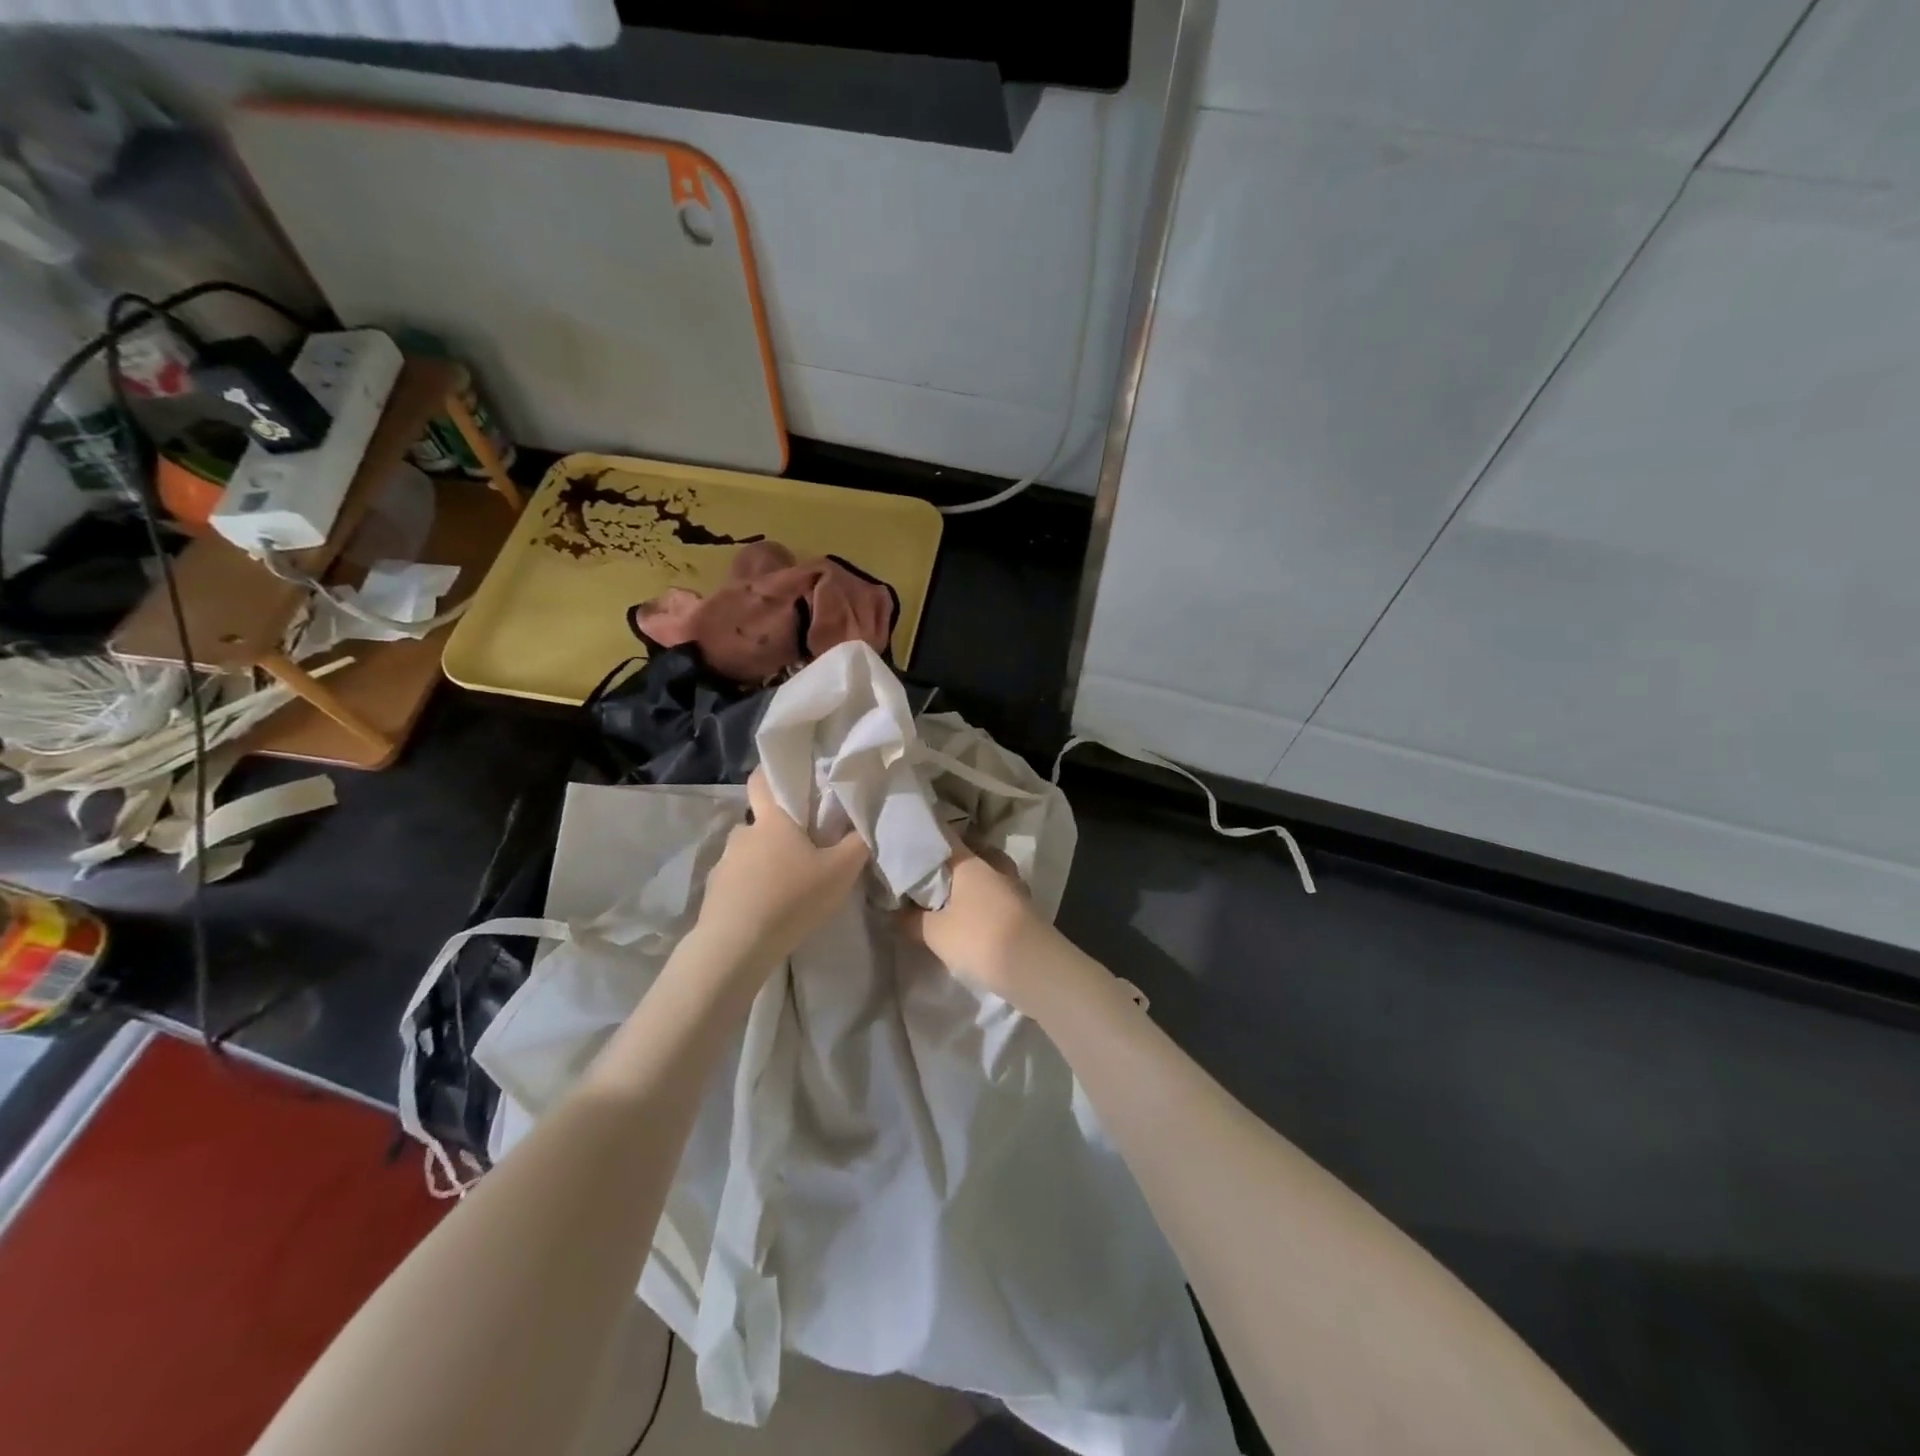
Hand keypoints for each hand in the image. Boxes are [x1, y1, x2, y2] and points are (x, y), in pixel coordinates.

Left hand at [693, 769, 870, 977]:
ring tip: (786, 885)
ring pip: (749, 853)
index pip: (762, 779)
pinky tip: (767, 908)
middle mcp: (743, 834)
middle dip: (779, 829)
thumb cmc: (791, 898)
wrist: (736, 946)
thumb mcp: (841, 872)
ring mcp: (724, 863)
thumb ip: (858, 844)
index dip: (773, 773)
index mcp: (772, 820)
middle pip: (761, 821)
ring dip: (765, 862)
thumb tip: (865, 824)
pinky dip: (751, 888)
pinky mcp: (714, 892)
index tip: (789, 779)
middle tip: (803, 847)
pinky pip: (737, 880)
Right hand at [903, 832, 1049, 1006]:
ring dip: (970, 885)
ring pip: (986, 876)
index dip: (924, 842)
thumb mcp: (934, 933)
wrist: (1033, 968)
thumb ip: (911, 919)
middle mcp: (994, 866)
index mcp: (970, 862)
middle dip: (949, 865)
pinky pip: (996, 896)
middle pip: (968, 856)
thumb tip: (897, 911)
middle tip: (927, 878)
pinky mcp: (1025, 910)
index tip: (905, 848)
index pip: (944, 839)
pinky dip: (983, 902)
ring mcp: (1014, 887)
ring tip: (947, 900)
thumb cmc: (978, 939)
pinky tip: (970, 917)